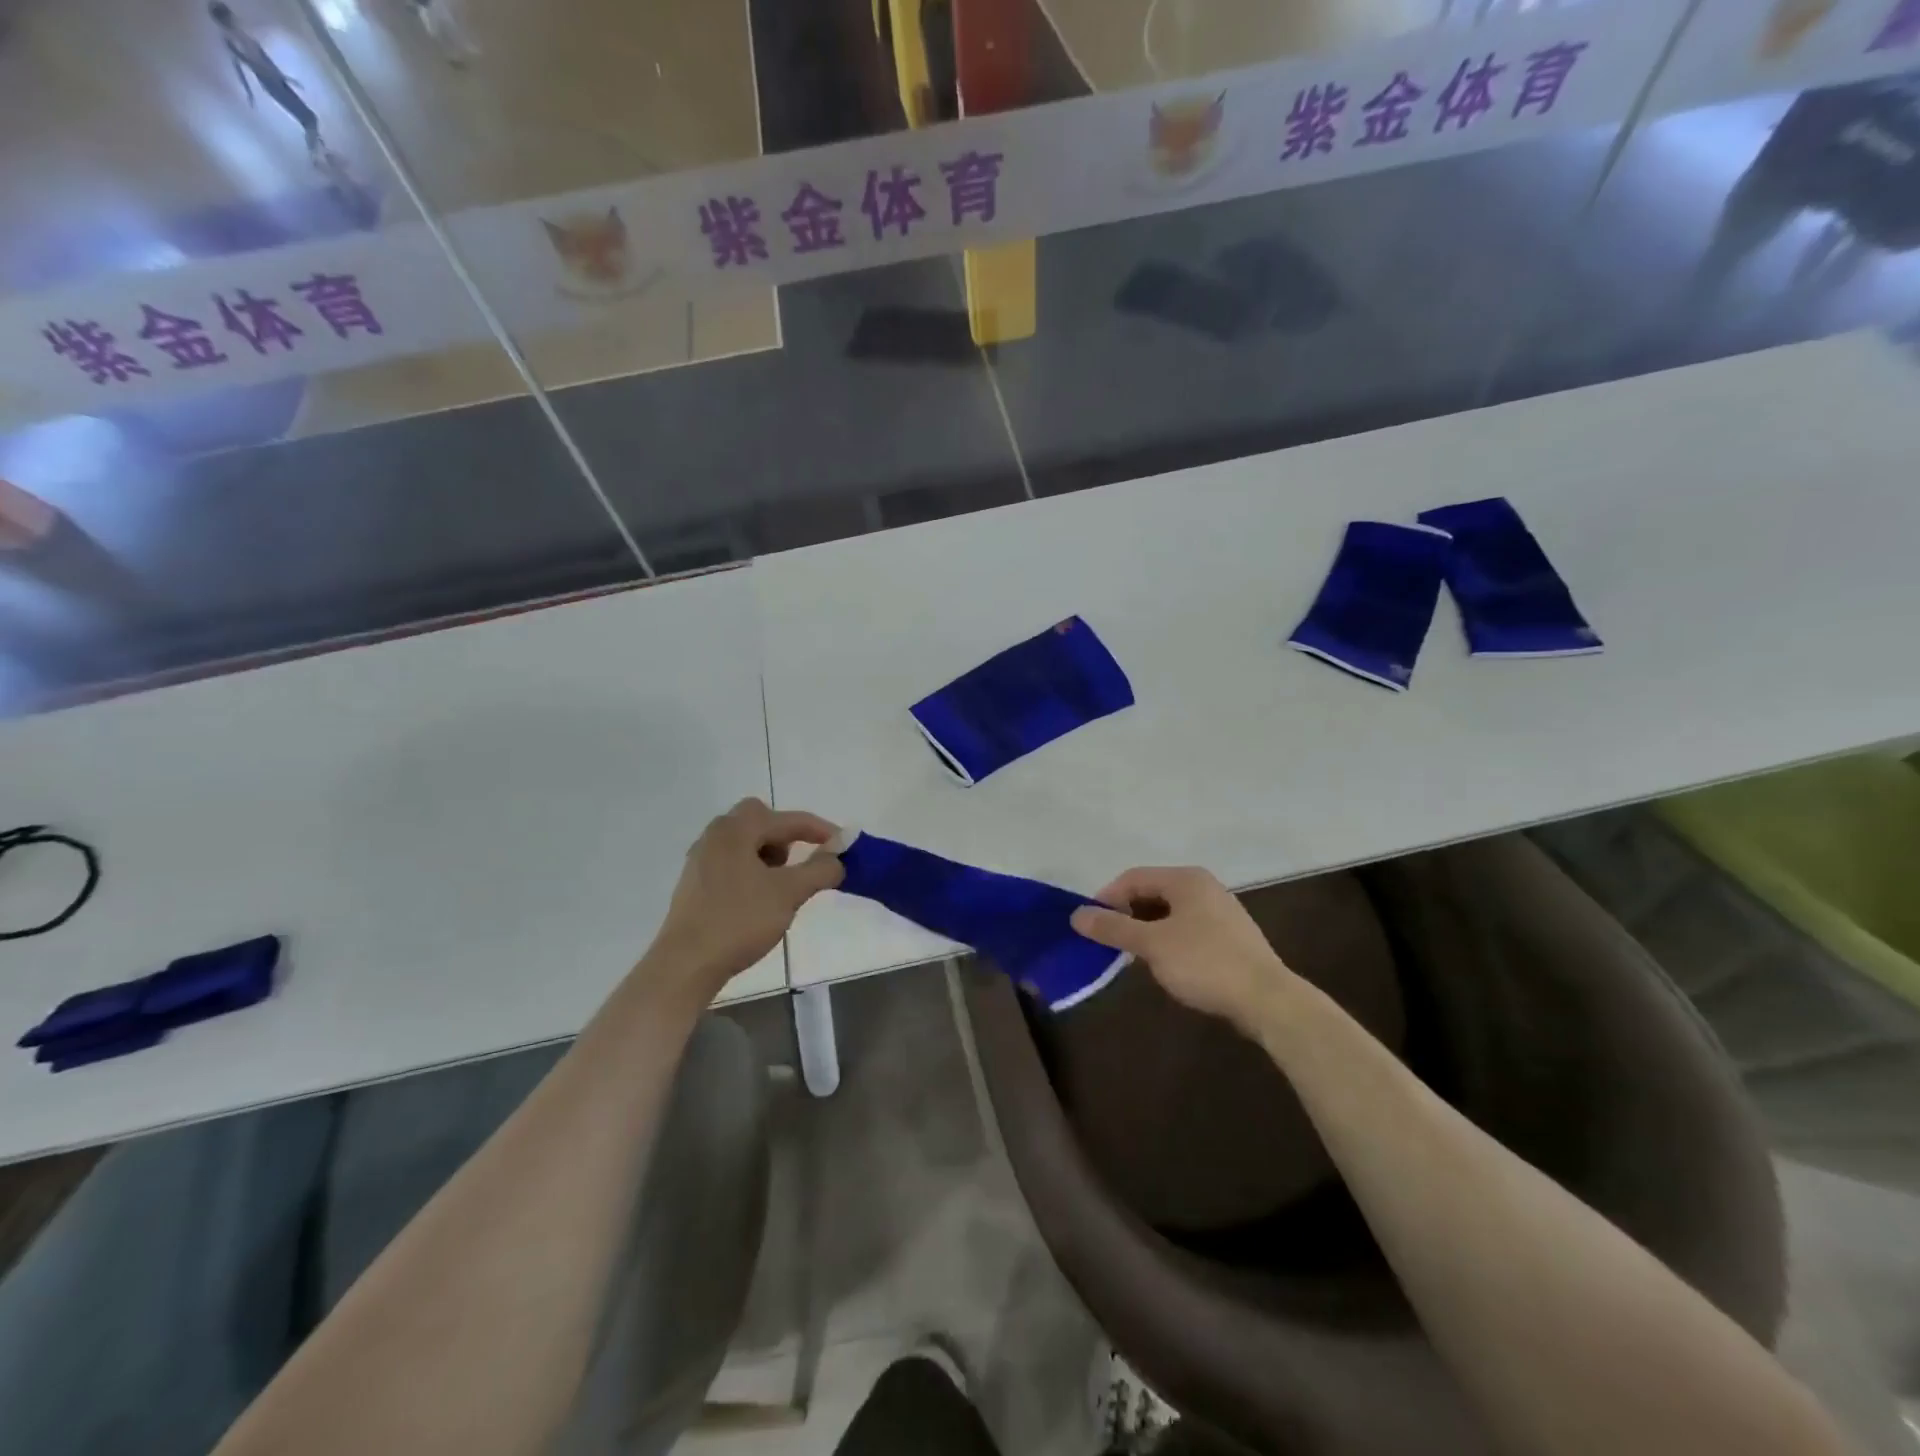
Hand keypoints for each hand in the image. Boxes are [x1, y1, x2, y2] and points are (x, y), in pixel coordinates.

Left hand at [647, 799, 843, 1000]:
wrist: (686, 964)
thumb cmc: (740, 920)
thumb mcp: (789, 893)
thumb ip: (819, 870)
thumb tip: (837, 857)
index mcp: (736, 830)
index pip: (787, 819)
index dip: (819, 829)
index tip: (843, 844)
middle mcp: (715, 835)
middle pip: (758, 819)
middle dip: (785, 835)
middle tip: (798, 861)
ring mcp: (700, 859)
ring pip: (743, 841)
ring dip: (767, 853)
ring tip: (780, 884)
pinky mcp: (694, 883)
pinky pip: (730, 861)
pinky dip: (750, 868)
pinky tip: (757, 898)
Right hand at [1072, 866, 1296, 1030]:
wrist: (1267, 1000)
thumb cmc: (1205, 963)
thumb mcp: (1152, 945)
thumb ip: (1113, 928)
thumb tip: (1077, 914)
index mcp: (1186, 879)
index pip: (1133, 877)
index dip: (1107, 898)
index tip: (1089, 925)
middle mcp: (1203, 886)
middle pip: (1151, 892)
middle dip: (1126, 915)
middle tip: (1108, 941)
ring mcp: (1220, 911)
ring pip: (1169, 913)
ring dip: (1145, 929)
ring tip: (1132, 955)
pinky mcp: (1229, 936)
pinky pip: (1186, 929)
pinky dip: (1167, 940)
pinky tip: (1163, 964)